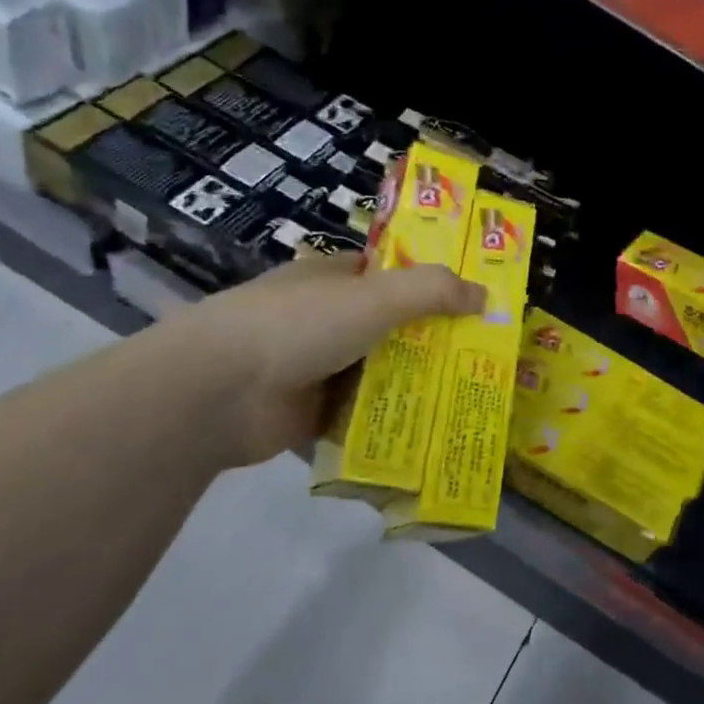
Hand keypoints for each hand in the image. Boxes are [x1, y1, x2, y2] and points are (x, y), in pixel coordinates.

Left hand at [175, 253, 483, 466]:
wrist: (216, 393)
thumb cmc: (298, 325)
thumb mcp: (375, 296)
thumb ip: (433, 291)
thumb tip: (487, 295)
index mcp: (333, 279)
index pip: (390, 274)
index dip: (430, 283)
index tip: (474, 300)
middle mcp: (326, 319)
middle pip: (392, 326)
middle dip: (433, 340)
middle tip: (485, 355)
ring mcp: (316, 367)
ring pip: (380, 372)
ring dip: (416, 384)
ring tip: (471, 395)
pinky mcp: (312, 414)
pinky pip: (363, 415)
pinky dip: (391, 421)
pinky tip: (433, 430)